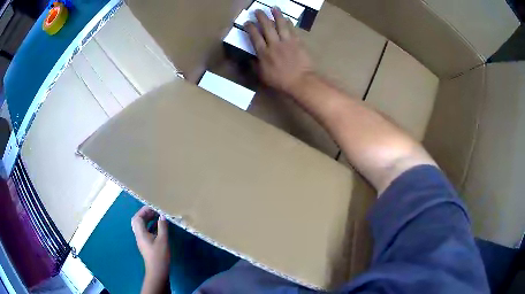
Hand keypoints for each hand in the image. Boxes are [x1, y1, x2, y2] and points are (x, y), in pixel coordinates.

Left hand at [131, 206, 169, 292]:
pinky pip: (146, 231)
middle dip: (145, 214)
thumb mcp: (163, 240)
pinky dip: (151, 226)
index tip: (153, 206)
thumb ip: (162, 227)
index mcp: (140, 233)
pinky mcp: (146, 244)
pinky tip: (159, 227)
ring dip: (148, 220)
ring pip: (141, 226)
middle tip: (155, 210)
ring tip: (157, 216)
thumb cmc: (159, 256)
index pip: (138, 217)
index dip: (144, 210)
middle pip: (138, 221)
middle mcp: (139, 235)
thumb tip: (162, 216)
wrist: (157, 271)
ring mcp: (142, 240)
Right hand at [245, 8, 313, 95]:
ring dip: (277, 15)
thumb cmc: (281, 81)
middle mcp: (274, 44)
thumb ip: (256, 66)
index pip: (255, 37)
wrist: (301, 81)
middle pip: (267, 27)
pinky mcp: (298, 42)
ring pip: (281, 25)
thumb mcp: (263, 76)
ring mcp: (287, 42)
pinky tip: (287, 18)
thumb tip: (250, 59)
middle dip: (261, 17)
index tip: (247, 22)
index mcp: (264, 53)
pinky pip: (292, 30)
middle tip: (258, 10)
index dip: (250, 28)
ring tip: (274, 7)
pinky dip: (289, 23)